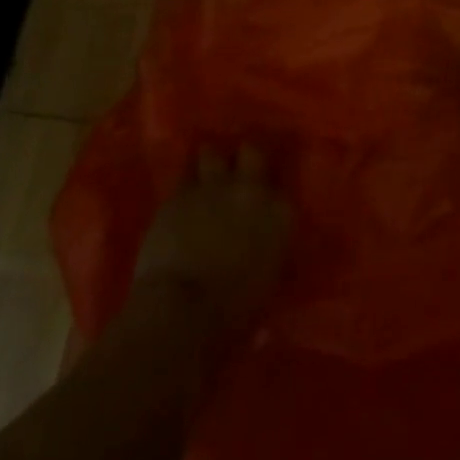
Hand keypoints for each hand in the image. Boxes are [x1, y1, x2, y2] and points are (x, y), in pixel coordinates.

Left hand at [134, 145, 290, 334]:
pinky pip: (184, 175)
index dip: (269, 189)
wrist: (183, 308)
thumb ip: (273, 251)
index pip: (281, 183)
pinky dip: (185, 184)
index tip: (263, 198)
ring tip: (206, 176)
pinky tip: (183, 195)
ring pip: (212, 153)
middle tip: (237, 172)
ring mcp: (212, 187)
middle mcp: (249, 189)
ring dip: (210, 163)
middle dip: (244, 158)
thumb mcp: (269, 280)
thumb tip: (271, 246)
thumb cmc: (234, 308)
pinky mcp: (178, 195)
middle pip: (251, 151)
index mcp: (279, 212)